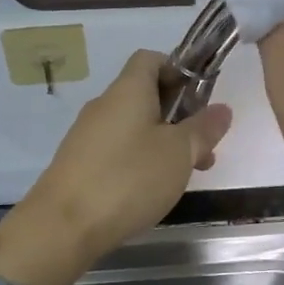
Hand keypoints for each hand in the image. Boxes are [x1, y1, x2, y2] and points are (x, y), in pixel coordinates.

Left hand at [0, 50, 232, 284]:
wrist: (62, 225)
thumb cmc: (128, 178)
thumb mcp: (179, 153)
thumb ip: (203, 128)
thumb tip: (222, 109)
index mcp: (128, 90)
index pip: (151, 59)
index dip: (178, 70)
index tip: (200, 97)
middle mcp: (105, 105)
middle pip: (145, 95)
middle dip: (179, 115)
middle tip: (203, 148)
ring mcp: (87, 135)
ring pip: (134, 126)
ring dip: (163, 142)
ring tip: (185, 175)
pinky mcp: (79, 164)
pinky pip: (117, 150)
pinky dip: (140, 161)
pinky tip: (152, 190)